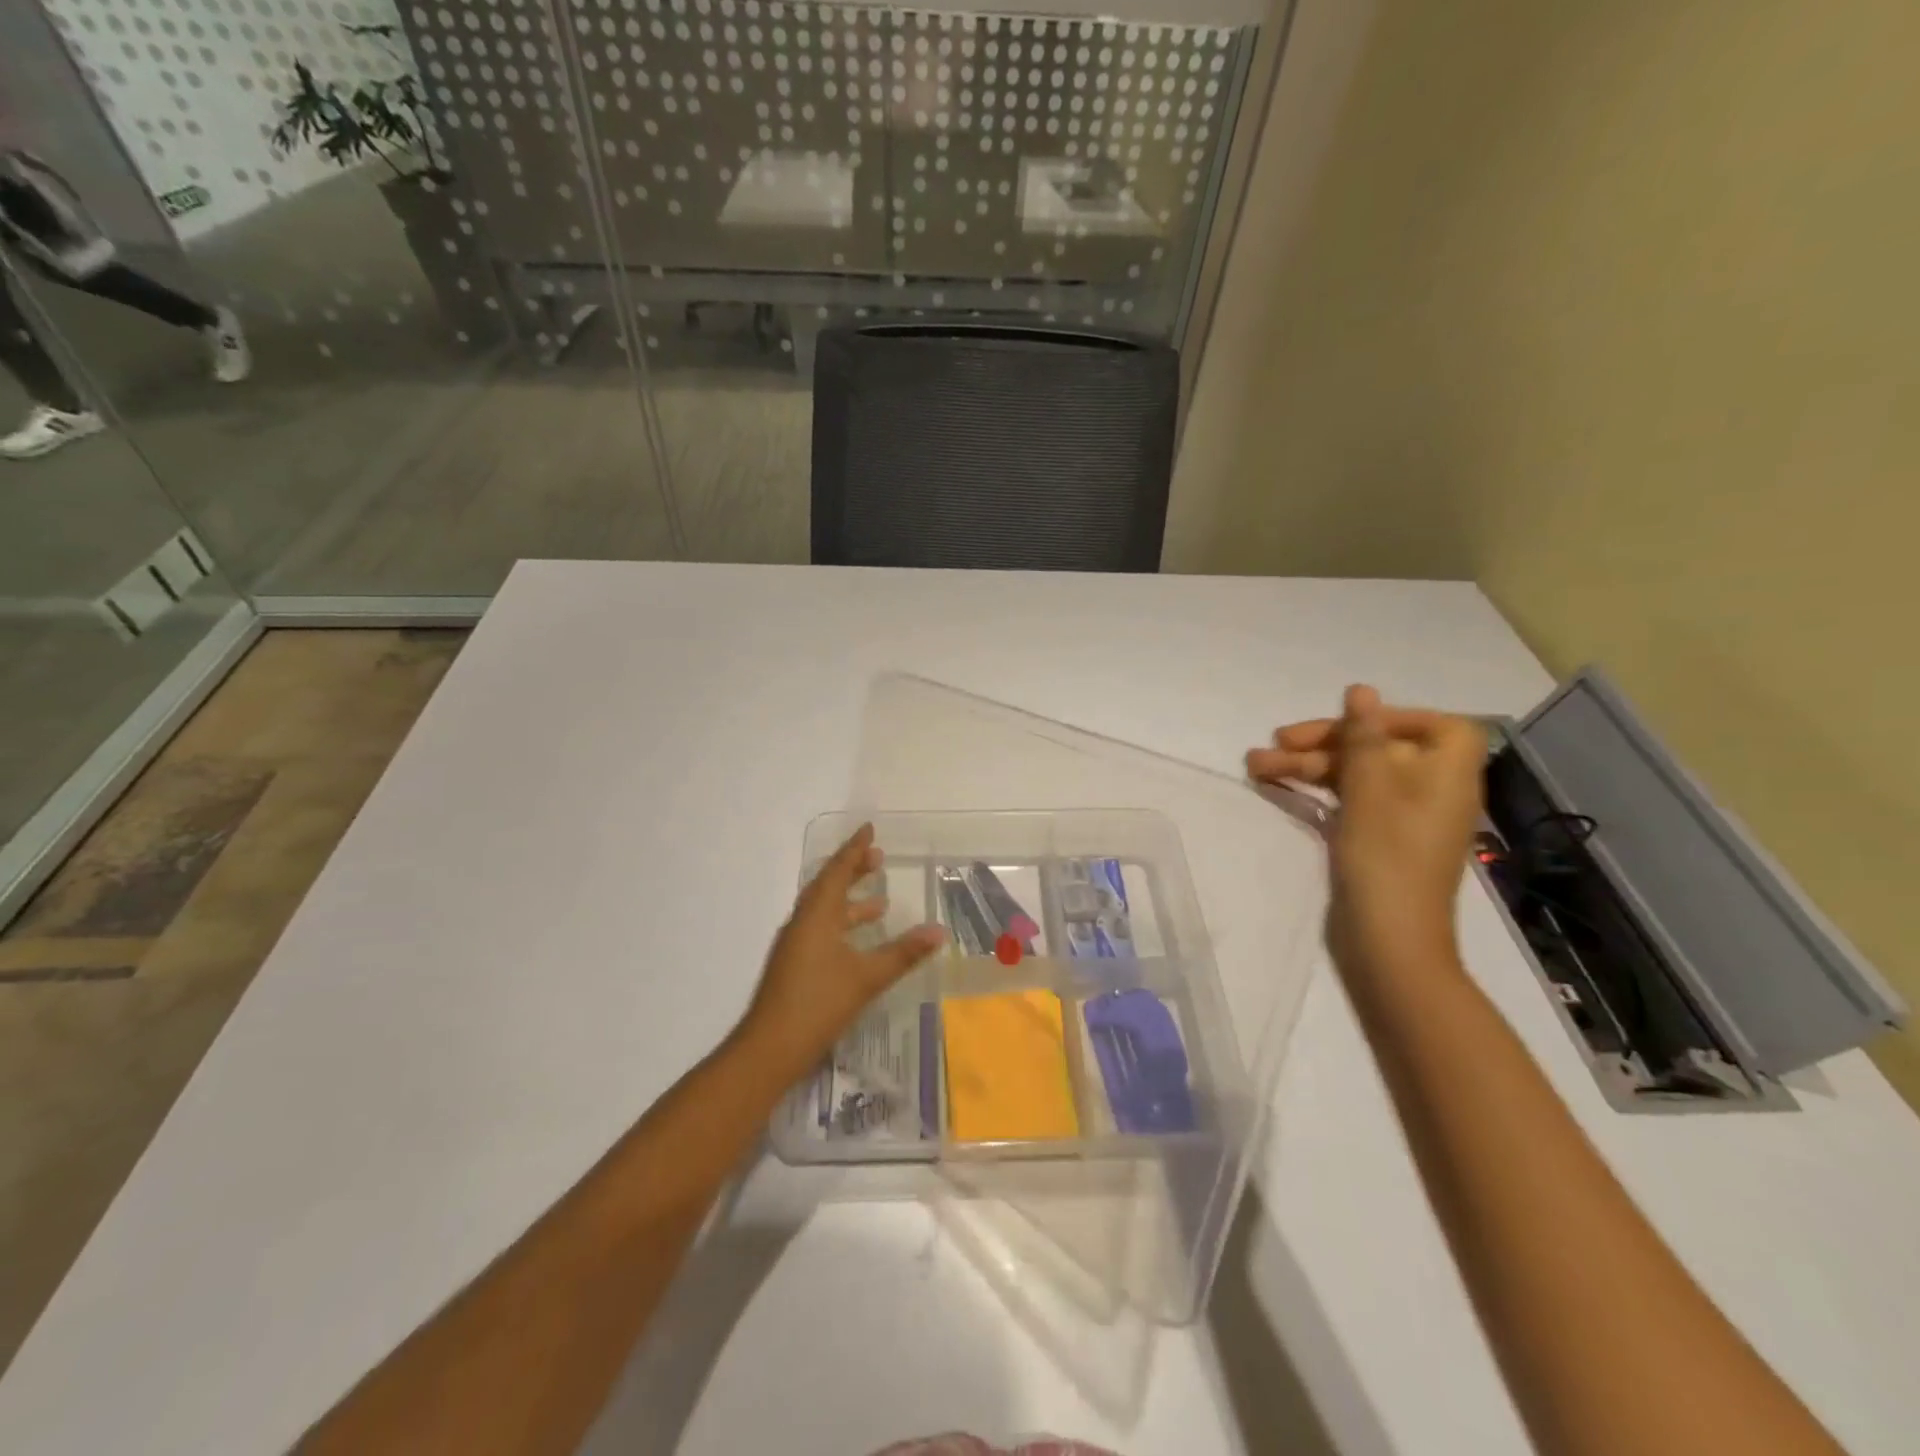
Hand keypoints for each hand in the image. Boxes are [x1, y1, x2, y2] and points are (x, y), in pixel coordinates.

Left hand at [739, 823, 945, 1082]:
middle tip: (877, 858)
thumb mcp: (867, 977)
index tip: (869, 829)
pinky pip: (821, 929)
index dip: (854, 849)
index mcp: (816, 915)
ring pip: (824, 910)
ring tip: (880, 902)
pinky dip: (843, 924)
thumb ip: (904, 953)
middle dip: (852, 870)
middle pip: (828, 886)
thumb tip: (939, 931)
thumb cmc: (818, 1004)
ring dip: (850, 901)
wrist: (769, 1049)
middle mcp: (802, 922)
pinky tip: (859, 942)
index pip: (837, 871)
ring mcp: (795, 945)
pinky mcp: (794, 965)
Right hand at [1247, 685, 1485, 965]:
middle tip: (1273, 742)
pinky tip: (1276, 787)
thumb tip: (1361, 689)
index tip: (1342, 725)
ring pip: (1354, 776)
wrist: (1389, 941)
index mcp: (1447, 772)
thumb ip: (1363, 736)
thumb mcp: (1370, 787)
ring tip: (1253, 765)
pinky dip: (1315, 791)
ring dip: (1306, 767)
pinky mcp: (1377, 841)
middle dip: (1323, 743)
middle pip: (1378, 748)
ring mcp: (1403, 818)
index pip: (1428, 724)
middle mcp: (1430, 789)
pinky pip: (1347, 801)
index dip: (1385, 718)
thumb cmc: (1386, 857)